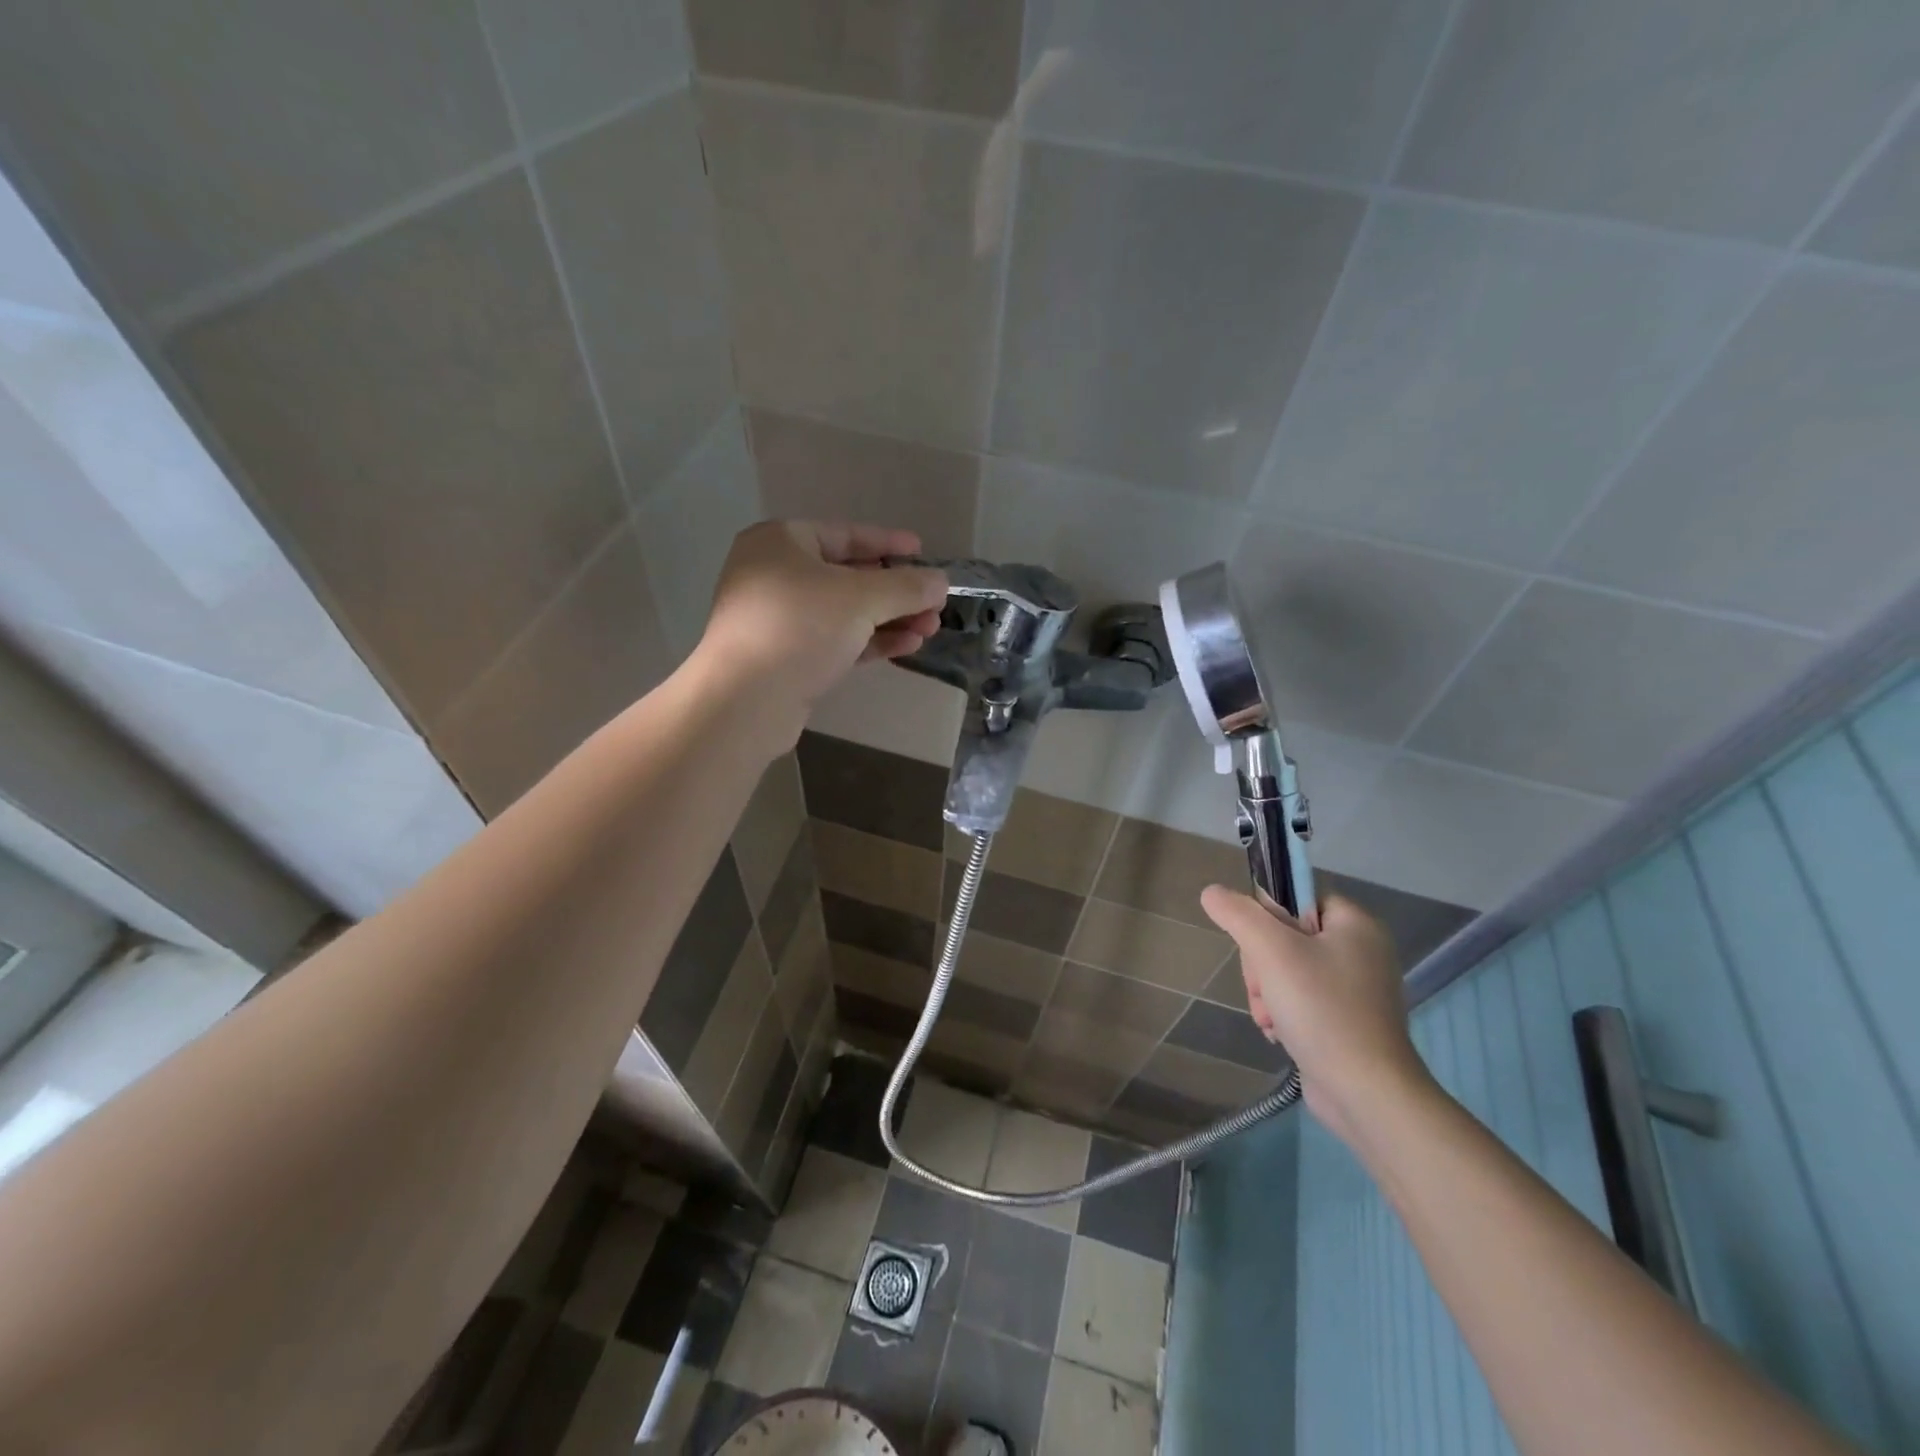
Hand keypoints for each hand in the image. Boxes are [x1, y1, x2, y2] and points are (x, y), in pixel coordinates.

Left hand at [693, 520, 948, 747]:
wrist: (746, 700)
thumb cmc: (800, 627)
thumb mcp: (862, 598)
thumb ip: (907, 586)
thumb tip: (941, 581)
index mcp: (782, 542)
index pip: (846, 534)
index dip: (889, 543)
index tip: (922, 552)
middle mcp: (775, 574)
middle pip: (848, 576)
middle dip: (896, 592)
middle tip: (934, 604)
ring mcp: (778, 619)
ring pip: (845, 612)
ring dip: (889, 619)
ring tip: (929, 629)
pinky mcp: (786, 658)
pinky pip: (836, 640)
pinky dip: (870, 641)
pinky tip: (907, 646)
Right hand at [1200, 889, 1428, 1146]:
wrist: (1366, 1093)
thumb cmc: (1322, 1009)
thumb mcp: (1271, 951)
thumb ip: (1238, 914)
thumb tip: (1211, 892)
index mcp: (1356, 923)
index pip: (1296, 897)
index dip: (1268, 917)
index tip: (1259, 946)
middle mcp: (1361, 950)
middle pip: (1286, 935)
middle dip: (1262, 965)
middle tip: (1264, 989)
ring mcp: (1356, 989)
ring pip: (1286, 969)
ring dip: (1266, 992)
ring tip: (1270, 1018)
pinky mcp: (1347, 1021)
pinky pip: (1300, 999)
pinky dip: (1282, 1013)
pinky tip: (1278, 1033)